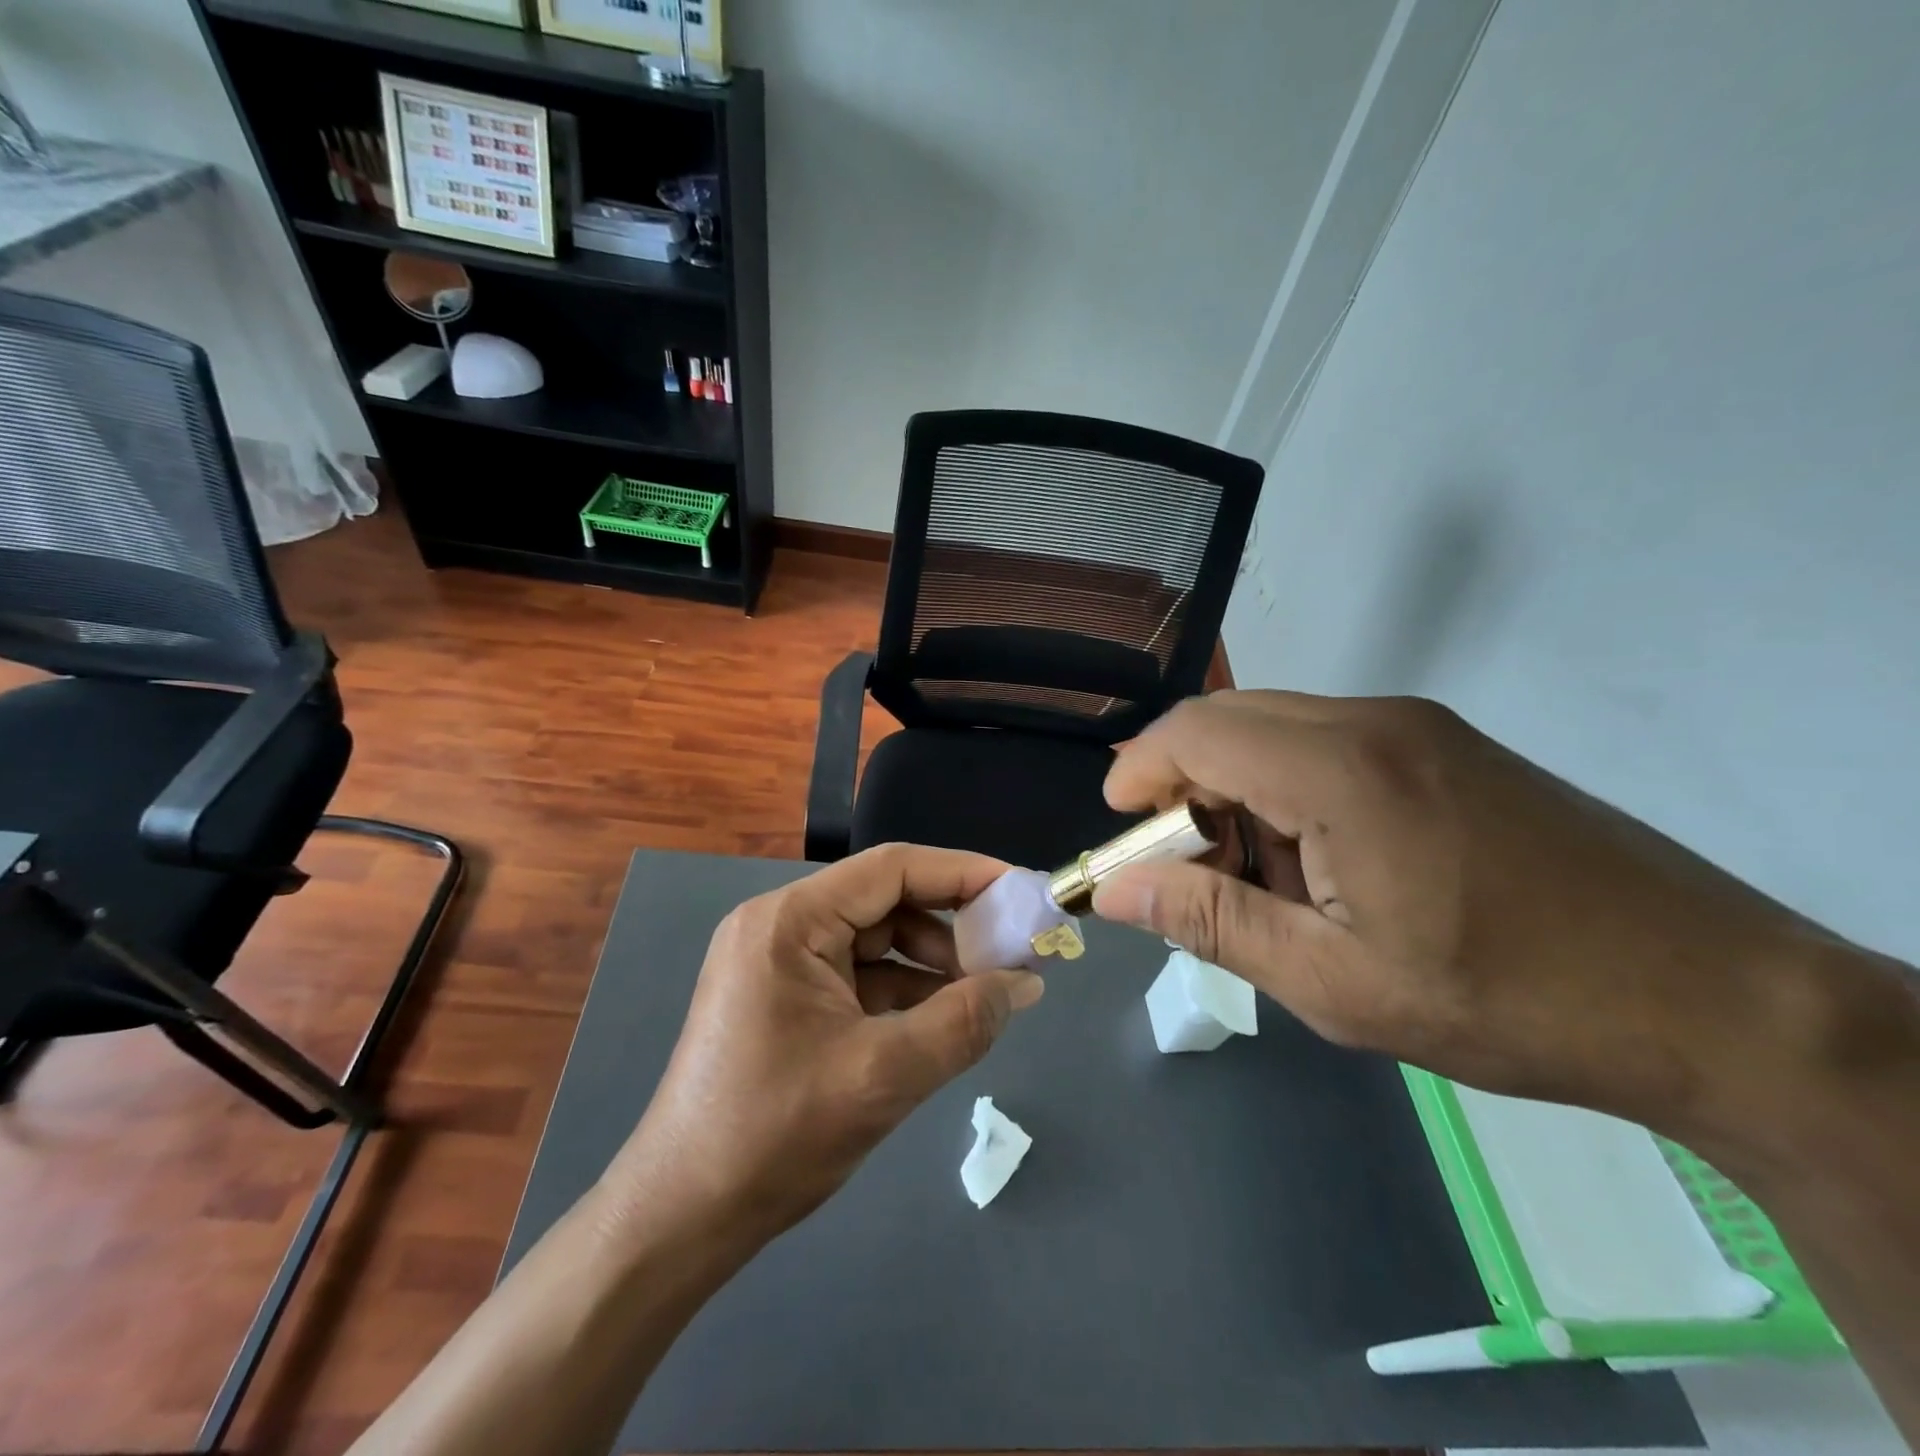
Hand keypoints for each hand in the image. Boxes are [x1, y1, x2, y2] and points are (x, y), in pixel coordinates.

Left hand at [598, 844, 1044, 1241]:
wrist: (681, 1220)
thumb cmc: (775, 1135)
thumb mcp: (884, 1075)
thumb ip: (964, 1022)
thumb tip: (1028, 983)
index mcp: (790, 920)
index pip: (892, 869)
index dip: (963, 873)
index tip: (1021, 892)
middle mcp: (781, 926)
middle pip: (885, 902)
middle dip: (952, 927)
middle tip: (1012, 955)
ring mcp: (779, 963)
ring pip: (876, 942)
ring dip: (932, 964)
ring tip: (984, 996)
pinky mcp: (785, 999)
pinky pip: (859, 977)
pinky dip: (904, 992)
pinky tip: (942, 1020)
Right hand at [1093, 690, 1876, 1138]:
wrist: (1710, 996)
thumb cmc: (1506, 1000)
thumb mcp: (1334, 982)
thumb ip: (1210, 922)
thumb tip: (1113, 889)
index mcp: (1339, 770)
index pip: (1194, 733)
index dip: (1137, 773)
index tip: (1120, 835)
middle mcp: (1372, 721)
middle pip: (1228, 720)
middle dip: (1180, 784)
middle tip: (1183, 868)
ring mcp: (1415, 725)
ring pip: (1274, 729)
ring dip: (1234, 790)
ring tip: (1260, 882)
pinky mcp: (1444, 743)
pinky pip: (1325, 742)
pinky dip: (1286, 789)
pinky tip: (1319, 864)